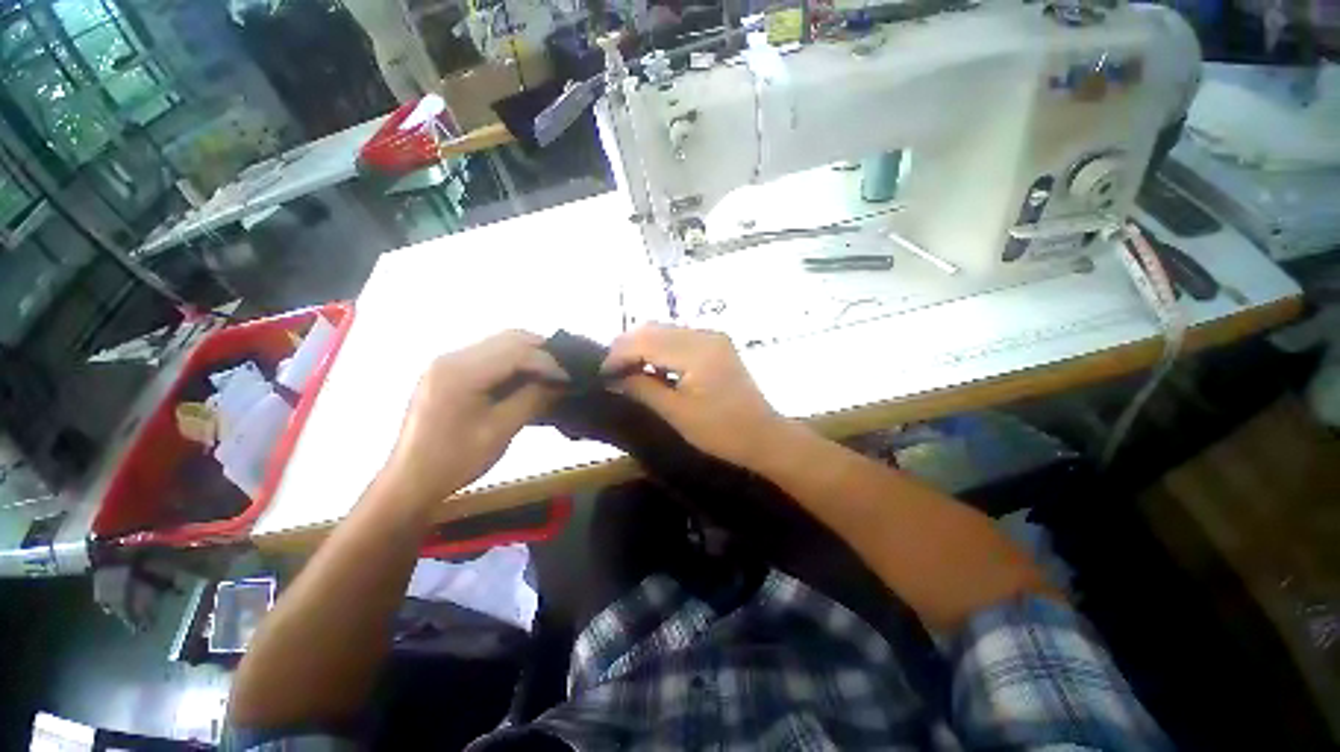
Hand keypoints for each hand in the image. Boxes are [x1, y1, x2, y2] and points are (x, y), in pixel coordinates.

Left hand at [384, 330, 566, 503]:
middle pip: (508, 339)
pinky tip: (524, 380)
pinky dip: (512, 363)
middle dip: (541, 352)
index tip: (569, 378)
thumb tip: (559, 382)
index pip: (516, 351)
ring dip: (528, 356)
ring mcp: (447, 363)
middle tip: (562, 373)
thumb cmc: (454, 461)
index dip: (548, 362)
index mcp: (461, 372)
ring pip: (499, 344)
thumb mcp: (500, 431)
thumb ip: (532, 399)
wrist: (409, 482)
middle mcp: (451, 357)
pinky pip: (488, 356)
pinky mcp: (447, 372)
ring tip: (548, 376)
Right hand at [603, 323, 785, 467]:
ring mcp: (712, 337)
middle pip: (653, 329)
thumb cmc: (722, 431)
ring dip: (642, 346)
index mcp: (697, 351)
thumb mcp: (677, 413)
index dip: (618, 354)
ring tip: (626, 370)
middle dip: (627, 347)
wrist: (763, 435)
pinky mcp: (715, 344)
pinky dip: (659, 349)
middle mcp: (705, 335)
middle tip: (611, 372)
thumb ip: (642, 389)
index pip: (645, 340)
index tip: (601, 374)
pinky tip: (652, 368)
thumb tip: (613, 377)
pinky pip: (678, 338)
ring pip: (664, 331)